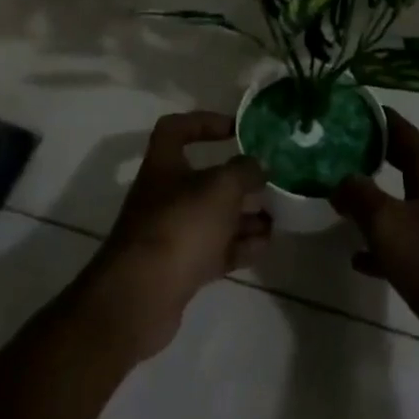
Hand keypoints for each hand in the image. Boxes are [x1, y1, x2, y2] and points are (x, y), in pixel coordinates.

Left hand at [89, 112, 268, 360]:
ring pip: (213, 217)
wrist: (141, 297)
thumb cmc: (180, 226)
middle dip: (238, 180)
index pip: (176, 129)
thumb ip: (244, 171)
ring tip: (277, 215)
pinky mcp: (180, 268)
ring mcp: (171, 233)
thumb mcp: (220, 188)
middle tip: (269, 181)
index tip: (236, 129)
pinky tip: (265, 244)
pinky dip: (239, 245)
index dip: (204, 122)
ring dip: (244, 215)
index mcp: (164, 165)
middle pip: (203, 178)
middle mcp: (164, 195)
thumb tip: (259, 165)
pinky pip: (215, 249)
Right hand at [330, 111, 418, 386]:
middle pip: (405, 169)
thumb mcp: (389, 223)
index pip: (408, 137)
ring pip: (402, 209)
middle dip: (375, 157)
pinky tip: (357, 258)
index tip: (357, 108)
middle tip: (341, 149)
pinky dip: (379, 248)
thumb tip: (339, 179)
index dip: (384, 120)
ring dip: (374, 203)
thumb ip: (360, 196)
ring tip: (340, 200)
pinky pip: (402, 249)